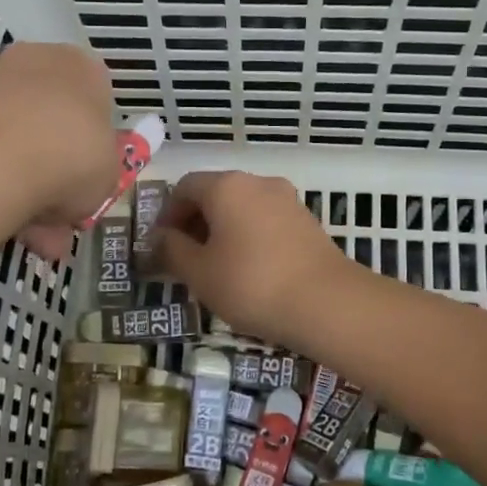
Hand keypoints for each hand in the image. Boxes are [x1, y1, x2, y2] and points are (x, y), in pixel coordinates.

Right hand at [154, 171, 356, 350]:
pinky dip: (248, 236)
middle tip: (184, 259)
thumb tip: (159, 238)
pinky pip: (265, 220)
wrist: (326, 303)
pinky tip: (248, 270)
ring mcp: (287, 200)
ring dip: (222, 231)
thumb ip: (173, 250)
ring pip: (242, 208)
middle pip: (215, 193)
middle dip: (194, 222)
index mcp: (227, 186)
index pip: (185, 187)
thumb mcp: (200, 272)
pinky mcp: (307, 221)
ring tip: (215, 268)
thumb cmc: (251, 284)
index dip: (167, 214)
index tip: (160, 245)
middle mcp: (258, 182)